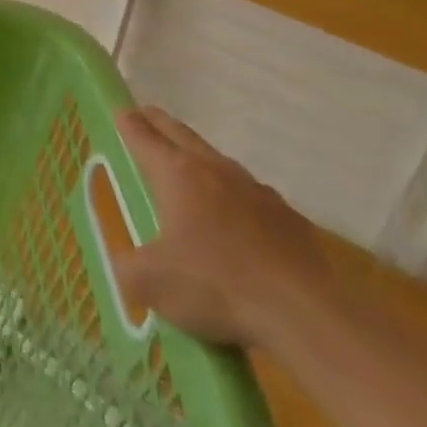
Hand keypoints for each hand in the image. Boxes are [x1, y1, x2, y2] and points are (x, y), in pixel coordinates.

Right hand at [111, 107, 333, 350]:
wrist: (305, 315)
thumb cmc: (215, 285)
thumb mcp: (149, 282)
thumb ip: (127, 266)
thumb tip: (125, 264)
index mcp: (177, 174)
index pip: (144, 137)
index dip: (128, 123)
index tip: (120, 111)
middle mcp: (216, 171)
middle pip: (182, 135)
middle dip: (160, 124)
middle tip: (146, 117)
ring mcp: (258, 193)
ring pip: (219, 162)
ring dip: (199, 158)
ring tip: (189, 168)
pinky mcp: (290, 220)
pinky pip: (251, 197)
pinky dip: (234, 198)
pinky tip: (235, 221)